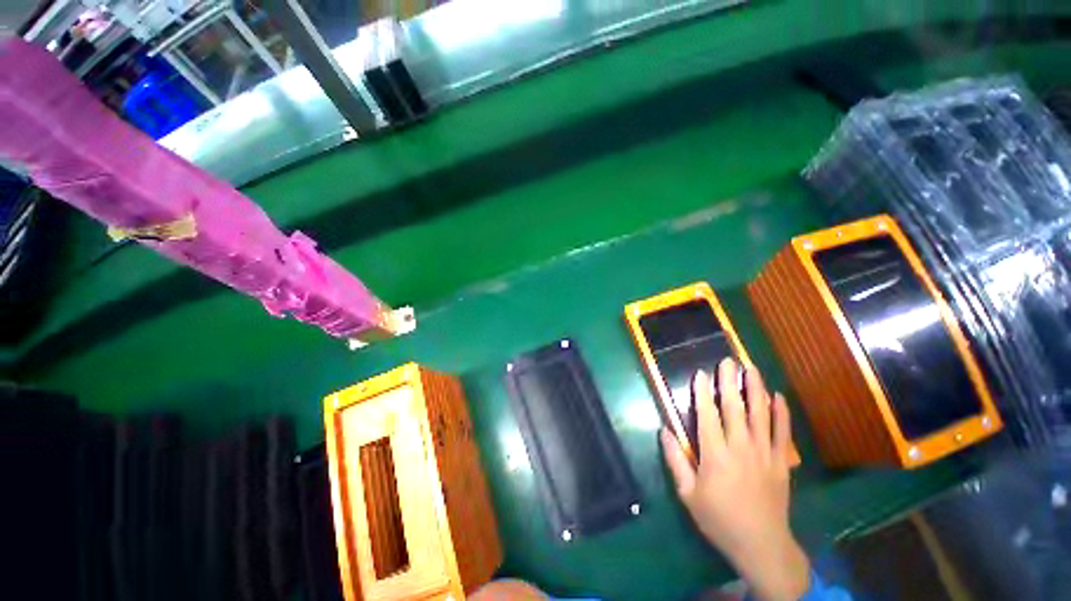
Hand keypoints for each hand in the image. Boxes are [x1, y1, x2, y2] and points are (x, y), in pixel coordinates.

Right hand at [661, 358, 808, 600]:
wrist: (762, 545)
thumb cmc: (719, 518)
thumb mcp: (688, 494)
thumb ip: (675, 460)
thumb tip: (664, 430)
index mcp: (715, 455)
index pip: (707, 415)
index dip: (702, 392)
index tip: (701, 373)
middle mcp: (740, 448)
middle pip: (735, 408)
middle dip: (730, 382)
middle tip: (728, 361)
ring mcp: (764, 453)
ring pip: (760, 414)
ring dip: (756, 389)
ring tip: (751, 369)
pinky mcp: (781, 462)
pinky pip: (782, 432)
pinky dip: (781, 413)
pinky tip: (778, 397)